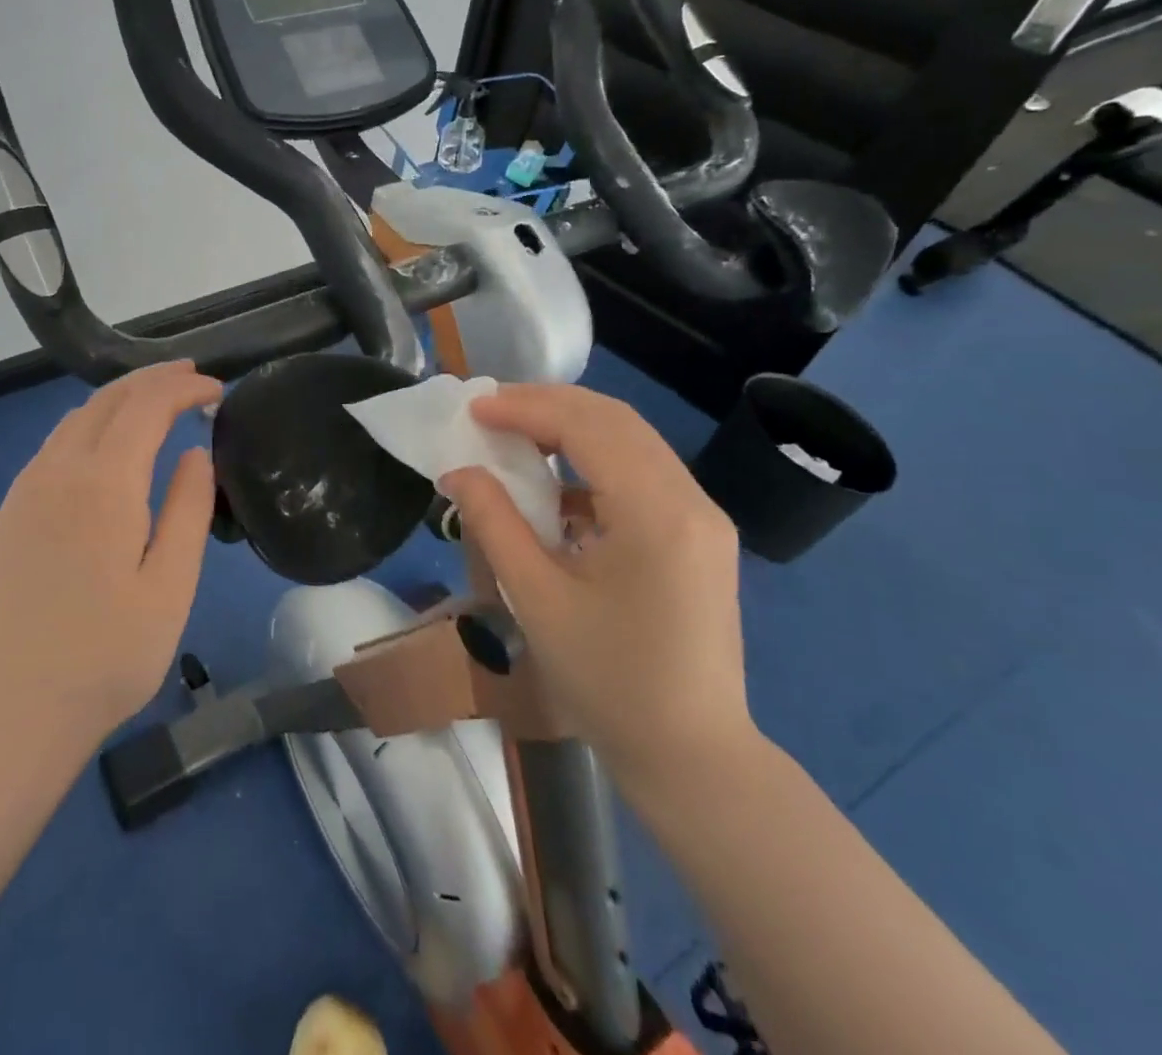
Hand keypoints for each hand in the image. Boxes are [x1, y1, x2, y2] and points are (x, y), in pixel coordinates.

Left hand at [0, 361, 222, 752]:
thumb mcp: (170, 586)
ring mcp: (25, 492)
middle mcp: (58, 472)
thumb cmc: (106, 655)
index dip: (184, 388)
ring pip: (75, 419)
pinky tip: (106, 446)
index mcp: (103, 484)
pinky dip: (89, 425)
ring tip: (156, 402)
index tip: (217, 390)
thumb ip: (188, 509)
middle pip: (107, 400)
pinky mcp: (9, 515)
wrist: (10, 710)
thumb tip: (194, 452)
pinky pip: (53, 446)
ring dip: (119, 399)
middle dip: (152, 379)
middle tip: (192, 377)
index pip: (146, 407)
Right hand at [441, 384, 756, 799]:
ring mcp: (703, 517)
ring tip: (515, 432)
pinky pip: (643, 474)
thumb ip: (494, 522)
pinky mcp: (699, 536)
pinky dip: (594, 463)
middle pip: (616, 421)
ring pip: (632, 442)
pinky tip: (556, 484)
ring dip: (572, 428)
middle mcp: (691, 500)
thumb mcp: (537, 598)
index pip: (588, 427)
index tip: (474, 408)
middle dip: (548, 404)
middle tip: (491, 409)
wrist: (692, 757)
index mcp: (657, 512)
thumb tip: (458, 472)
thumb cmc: (609, 682)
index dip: (526, 408)